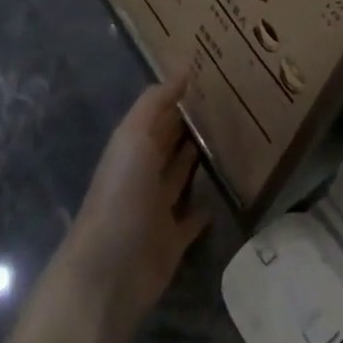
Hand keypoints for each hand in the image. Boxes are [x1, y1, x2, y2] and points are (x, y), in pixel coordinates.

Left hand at [54, 75, 209, 336]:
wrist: (109, 271)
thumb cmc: (121, 194)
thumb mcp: (133, 137)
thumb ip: (155, 103)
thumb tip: (183, 70)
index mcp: (132, 147)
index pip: (159, 115)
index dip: (179, 96)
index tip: (212, 76)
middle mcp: (143, 174)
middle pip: (169, 143)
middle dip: (191, 125)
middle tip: (230, 103)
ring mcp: (157, 209)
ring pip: (180, 177)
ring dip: (198, 161)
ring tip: (232, 139)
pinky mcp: (171, 241)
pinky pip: (191, 220)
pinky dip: (204, 208)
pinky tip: (224, 194)